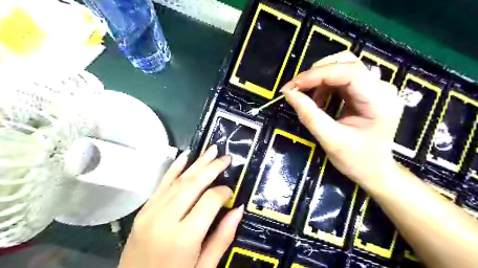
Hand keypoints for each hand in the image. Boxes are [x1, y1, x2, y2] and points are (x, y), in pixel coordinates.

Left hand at [117, 146, 243, 267]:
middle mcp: (166, 219)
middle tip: (226, 158)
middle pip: (193, 184)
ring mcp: (151, 212)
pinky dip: (175, 168)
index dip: (223, 192)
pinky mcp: (144, 210)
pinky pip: (161, 184)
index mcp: (184, 237)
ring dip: (197, 163)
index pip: (209, 200)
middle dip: (212, 168)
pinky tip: (185, 156)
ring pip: (178, 180)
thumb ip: (223, 237)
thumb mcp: (205, 267)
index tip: (231, 192)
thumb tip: (238, 208)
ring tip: (211, 150)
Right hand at [281, 50, 404, 187]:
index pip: (349, 72)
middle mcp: (382, 88)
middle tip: (296, 90)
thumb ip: (309, 116)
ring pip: (342, 66)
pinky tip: (318, 99)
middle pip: (346, 63)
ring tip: (307, 97)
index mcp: (379, 101)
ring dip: (319, 78)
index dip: (317, 75)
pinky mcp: (367, 91)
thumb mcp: (330, 140)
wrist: (374, 171)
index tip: (293, 86)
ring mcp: (376, 88)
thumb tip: (289, 93)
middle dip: (316, 74)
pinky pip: (342, 78)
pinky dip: (324, 85)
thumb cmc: (356, 160)